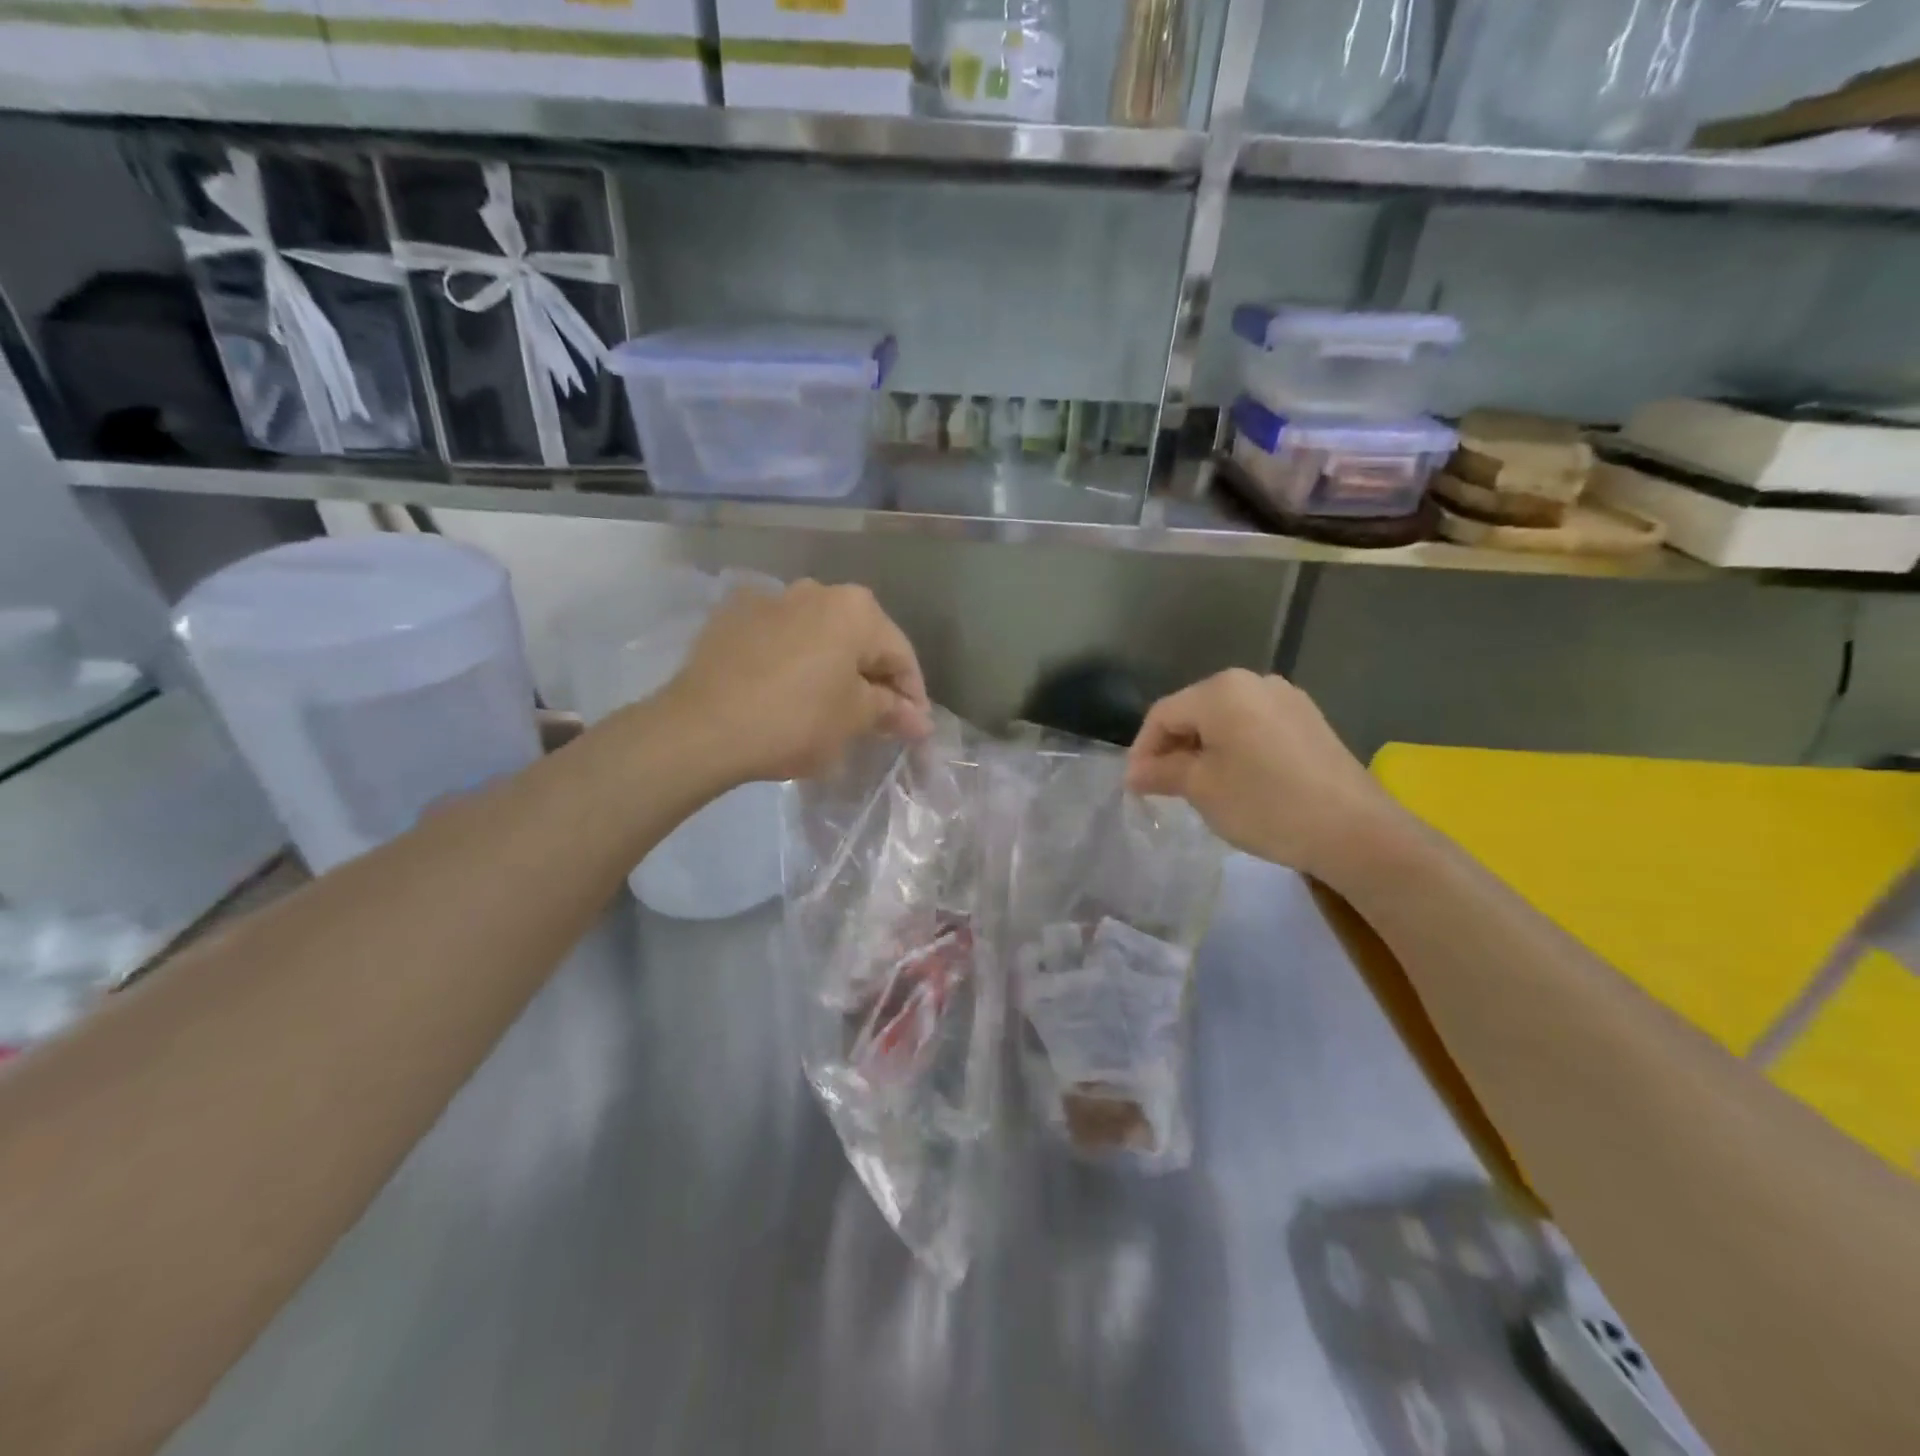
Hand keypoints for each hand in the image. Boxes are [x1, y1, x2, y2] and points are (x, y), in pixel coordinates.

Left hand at [660, 579, 932, 783]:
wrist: (702, 726)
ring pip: (819, 635)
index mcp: (856, 610)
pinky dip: (792, 659)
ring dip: (832, 665)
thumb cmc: (795, 720)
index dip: (913, 695)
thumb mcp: (853, 720)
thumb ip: (891, 711)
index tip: (913, 729)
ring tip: (829, 703)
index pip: (901, 655)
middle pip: (860, 639)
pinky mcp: (732, 615)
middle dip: (872, 678)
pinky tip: (785, 688)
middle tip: (875, 719)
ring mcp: (771, 598)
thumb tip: (920, 720)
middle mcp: (817, 590)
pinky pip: (779, 637)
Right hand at [1126, 669, 1404, 882]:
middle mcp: (1254, 681)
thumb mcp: (1202, 789)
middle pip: (1195, 712)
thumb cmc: (1266, 804)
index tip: (1134, 787)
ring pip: (1225, 720)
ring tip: (1197, 787)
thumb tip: (1135, 772)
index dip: (1142, 750)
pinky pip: (1254, 727)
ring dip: (1203, 750)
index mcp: (1222, 690)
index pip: (1163, 714)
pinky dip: (1235, 750)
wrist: (1355, 831)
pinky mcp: (1309, 721)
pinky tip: (1237, 781)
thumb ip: (1162, 772)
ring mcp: (1287, 699)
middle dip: (1172, 749)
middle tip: (1162, 789)